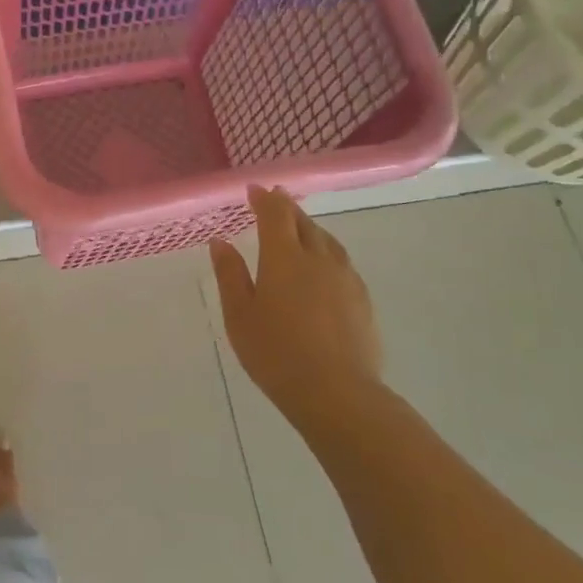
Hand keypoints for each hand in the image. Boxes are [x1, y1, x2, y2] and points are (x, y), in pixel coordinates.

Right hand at [209, 186, 382, 419]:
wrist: (336, 392)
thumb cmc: (275, 353)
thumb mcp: (239, 315)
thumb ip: (230, 275)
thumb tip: (220, 241)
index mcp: (283, 258)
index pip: (275, 215)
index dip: (265, 199)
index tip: (255, 189)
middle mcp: (318, 259)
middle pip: (303, 223)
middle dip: (287, 208)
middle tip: (274, 200)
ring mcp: (345, 278)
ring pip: (327, 240)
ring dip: (309, 227)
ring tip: (298, 227)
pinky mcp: (362, 299)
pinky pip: (341, 261)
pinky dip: (326, 250)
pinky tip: (322, 265)